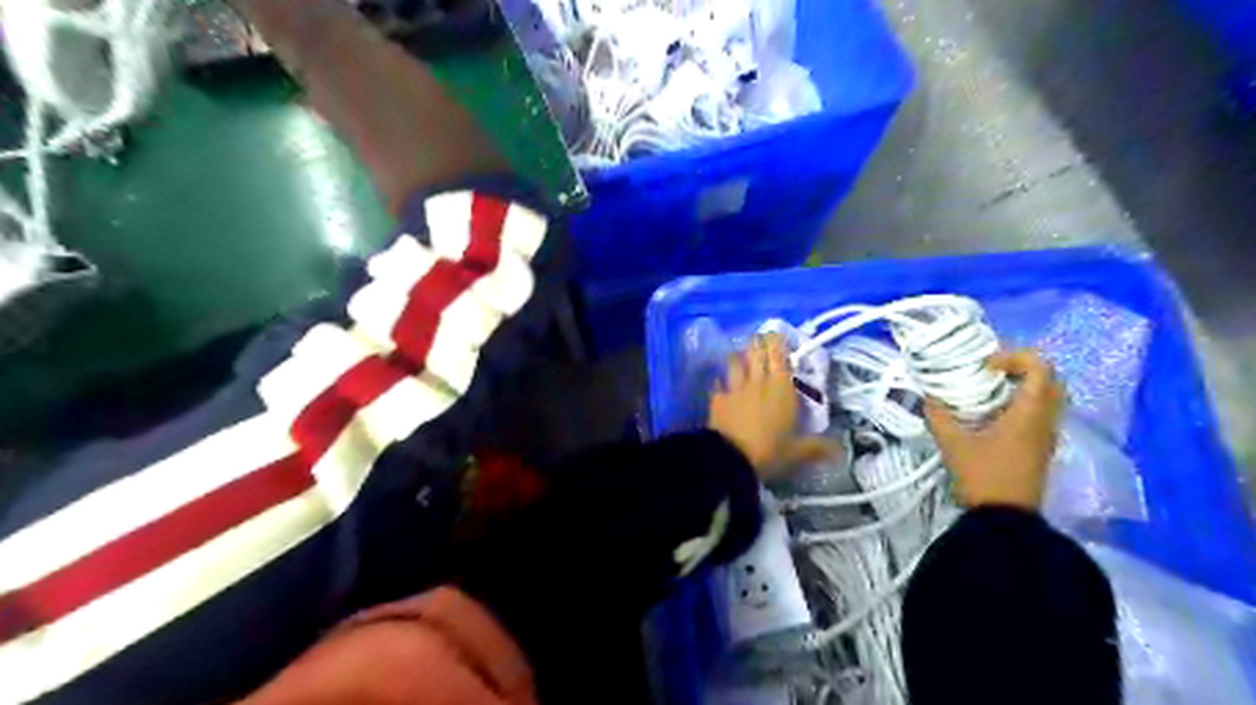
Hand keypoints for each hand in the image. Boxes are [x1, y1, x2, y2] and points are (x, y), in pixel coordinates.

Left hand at [711, 334, 837, 481]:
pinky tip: (720, 381)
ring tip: (740, 354)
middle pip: (756, 352)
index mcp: (782, 389)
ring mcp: (735, 388)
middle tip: (760, 338)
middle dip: (758, 342)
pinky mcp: (717, 398)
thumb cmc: (769, 451)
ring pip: (735, 361)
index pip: (779, 355)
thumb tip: (841, 451)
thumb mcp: (797, 452)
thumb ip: (817, 448)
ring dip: (738, 355)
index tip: (777, 334)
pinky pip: (718, 382)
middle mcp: (758, 382)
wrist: (730, 458)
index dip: (778, 342)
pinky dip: (720, 379)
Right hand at [926, 347, 1061, 509]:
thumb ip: (939, 417)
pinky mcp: (1041, 448)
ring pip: (1047, 397)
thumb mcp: (953, 444)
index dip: (1014, 357)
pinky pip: (1040, 414)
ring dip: (1022, 387)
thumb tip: (928, 398)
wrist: (1005, 520)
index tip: (985, 366)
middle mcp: (1045, 420)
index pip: (1039, 367)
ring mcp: (1047, 435)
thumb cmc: (983, 476)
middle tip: (990, 372)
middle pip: (1049, 379)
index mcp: (1029, 413)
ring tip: (989, 391)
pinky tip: (992, 415)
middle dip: (1021, 368)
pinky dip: (1021, 404)